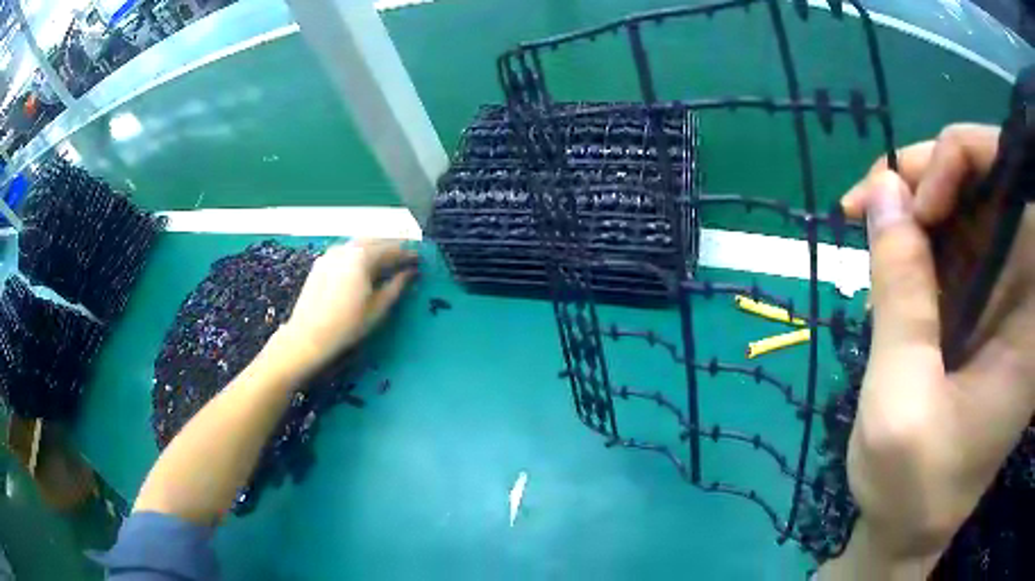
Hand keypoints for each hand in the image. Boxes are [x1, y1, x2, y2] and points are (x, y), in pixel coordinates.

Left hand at [274, 239, 416, 376]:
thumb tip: (410, 272)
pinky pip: (345, 251)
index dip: (406, 253)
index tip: (419, 258)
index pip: (390, 248)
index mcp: (362, 257)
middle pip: (374, 240)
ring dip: (374, 248)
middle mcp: (346, 248)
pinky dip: (359, 253)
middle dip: (391, 246)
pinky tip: (363, 266)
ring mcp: (330, 253)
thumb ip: (396, 286)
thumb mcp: (378, 308)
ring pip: (358, 244)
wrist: (308, 336)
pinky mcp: (321, 263)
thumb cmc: (347, 325)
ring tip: (386, 260)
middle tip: (405, 256)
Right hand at [840, 124, 1034, 559]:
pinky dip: (918, 234)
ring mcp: (1005, 294)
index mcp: (1031, 317)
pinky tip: (887, 259)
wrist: (911, 527)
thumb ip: (900, 294)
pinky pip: (956, 237)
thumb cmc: (911, 487)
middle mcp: (1026, 291)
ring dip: (916, 203)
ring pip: (967, 203)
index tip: (913, 202)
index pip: (1013, 183)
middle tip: (870, 202)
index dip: (964, 161)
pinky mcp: (984, 302)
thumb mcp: (898, 403)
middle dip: (927, 176)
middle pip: (987, 182)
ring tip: (869, 229)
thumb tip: (884, 190)